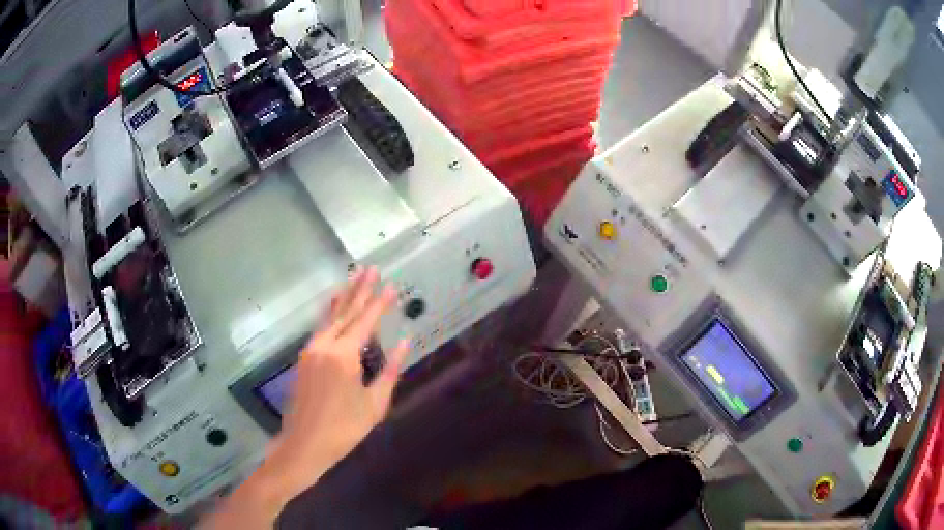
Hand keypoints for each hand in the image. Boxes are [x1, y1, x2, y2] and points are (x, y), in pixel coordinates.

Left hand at [270, 267, 408, 493]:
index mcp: (344, 356)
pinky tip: (334, 307)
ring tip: (352, 278)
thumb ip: (390, 371)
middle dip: (359, 289)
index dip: (380, 303)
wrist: (304, 444)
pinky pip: (320, 328)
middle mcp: (324, 345)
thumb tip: (405, 343)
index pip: (365, 321)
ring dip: (343, 297)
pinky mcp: (304, 358)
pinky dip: (330, 313)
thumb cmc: (344, 429)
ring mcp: (311, 350)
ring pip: (329, 316)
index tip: (392, 286)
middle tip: (370, 268)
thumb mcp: (374, 404)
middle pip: (345, 311)